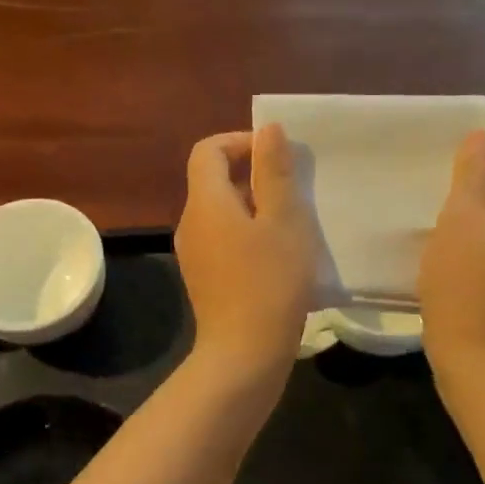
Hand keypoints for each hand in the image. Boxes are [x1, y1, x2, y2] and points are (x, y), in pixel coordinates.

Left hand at [176, 125, 317, 378]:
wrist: (244, 354)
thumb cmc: (269, 281)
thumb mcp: (283, 220)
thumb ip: (275, 171)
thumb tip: (267, 129)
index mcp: (205, 202)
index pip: (208, 150)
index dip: (240, 141)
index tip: (276, 155)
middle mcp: (190, 223)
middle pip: (214, 180)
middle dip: (253, 175)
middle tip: (293, 189)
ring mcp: (193, 254)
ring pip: (221, 213)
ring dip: (254, 206)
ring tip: (292, 222)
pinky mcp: (204, 279)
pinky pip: (223, 240)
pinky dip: (247, 234)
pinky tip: (277, 255)